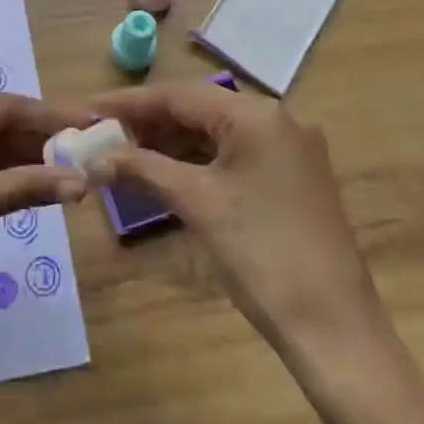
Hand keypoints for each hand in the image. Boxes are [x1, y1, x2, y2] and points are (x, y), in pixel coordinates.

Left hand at [0, 95, 87, 373]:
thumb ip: (25, 187)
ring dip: (27, 158)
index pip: (2, 107)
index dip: (49, 114)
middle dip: (41, 136)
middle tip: (87, 147)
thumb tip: (82, 181)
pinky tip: (39, 186)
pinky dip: (7, 177)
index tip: (90, 120)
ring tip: (73, 167)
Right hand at [86, 81, 373, 352]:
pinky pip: (234, 155)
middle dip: (150, 122)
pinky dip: (198, 162)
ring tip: (125, 154)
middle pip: (199, 108)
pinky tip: (166, 173)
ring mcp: (289, 149)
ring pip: (217, 132)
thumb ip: (143, 168)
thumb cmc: (260, 253)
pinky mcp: (292, 178)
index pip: (180, 94)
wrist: (334, 328)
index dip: (131, 101)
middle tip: (104, 134)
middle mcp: (277, 119)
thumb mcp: (197, 202)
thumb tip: (94, 157)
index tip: (90, 106)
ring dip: (172, 142)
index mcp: (256, 114)